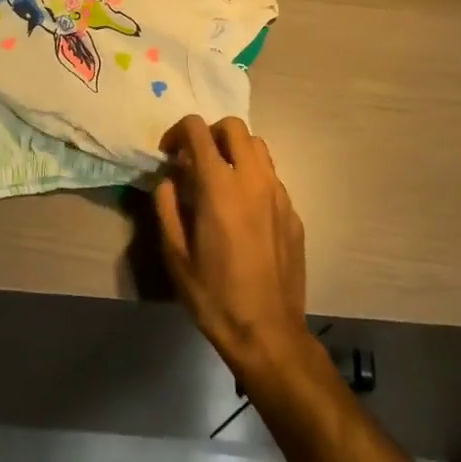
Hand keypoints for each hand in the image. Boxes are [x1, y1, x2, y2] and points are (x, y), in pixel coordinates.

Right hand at [155, 114, 313, 385]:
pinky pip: (271, 177)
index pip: (198, 130)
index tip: (168, 153)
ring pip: (258, 146)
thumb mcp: (176, 256)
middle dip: (210, 133)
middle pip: (233, 127)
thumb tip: (168, 181)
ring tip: (220, 178)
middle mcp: (253, 179)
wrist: (269, 334)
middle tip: (195, 159)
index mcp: (219, 186)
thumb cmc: (215, 297)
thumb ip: (167, 208)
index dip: (178, 132)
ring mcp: (278, 194)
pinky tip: (243, 210)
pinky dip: (253, 177)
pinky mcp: (293, 212)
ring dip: (235, 150)